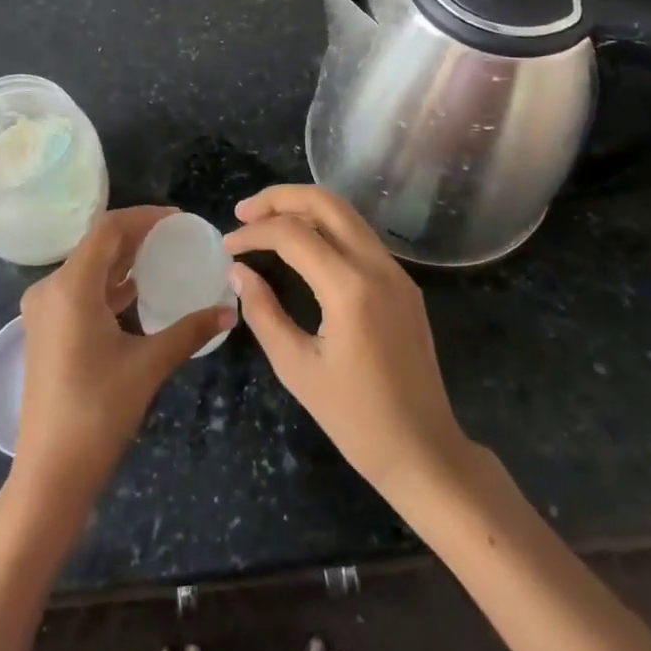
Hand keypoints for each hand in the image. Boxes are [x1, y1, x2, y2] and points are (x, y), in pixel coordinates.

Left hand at [12, 206, 235, 508]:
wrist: (48, 475)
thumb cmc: (98, 413)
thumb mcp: (148, 366)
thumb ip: (189, 331)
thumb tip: (230, 311)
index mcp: (70, 287)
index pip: (108, 229)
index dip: (144, 217)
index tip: (178, 219)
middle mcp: (50, 289)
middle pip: (96, 245)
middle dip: (136, 236)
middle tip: (176, 237)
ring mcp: (44, 311)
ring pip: (87, 268)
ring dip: (122, 260)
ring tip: (162, 258)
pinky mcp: (46, 331)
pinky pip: (79, 290)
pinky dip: (108, 284)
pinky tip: (137, 292)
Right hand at [226, 185, 471, 502]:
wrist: (424, 451)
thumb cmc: (356, 420)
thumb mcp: (297, 369)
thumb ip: (263, 312)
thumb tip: (238, 271)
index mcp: (350, 288)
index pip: (293, 234)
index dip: (254, 233)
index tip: (227, 246)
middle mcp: (377, 266)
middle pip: (325, 202)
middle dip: (280, 198)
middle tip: (244, 212)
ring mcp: (395, 272)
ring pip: (346, 214)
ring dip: (303, 208)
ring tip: (265, 221)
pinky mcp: (403, 283)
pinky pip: (360, 237)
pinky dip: (326, 227)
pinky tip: (302, 244)